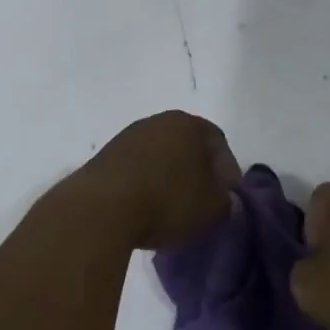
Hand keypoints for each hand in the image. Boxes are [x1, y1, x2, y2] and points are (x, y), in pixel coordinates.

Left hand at [73, 111, 240, 250]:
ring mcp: (129, 135)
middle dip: (198, 169)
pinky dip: (146, 182)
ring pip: (160, 154)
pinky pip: (137, 167)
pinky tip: (146, 206)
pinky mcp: (105, 155)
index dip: (227, 169)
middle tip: (203, 198)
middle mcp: (159, 121)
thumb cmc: (167, 201)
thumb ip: (226, 201)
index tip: (228, 195)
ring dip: (169, 176)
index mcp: (189, 124)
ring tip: (172, 206)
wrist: (101, 208)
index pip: (218, 141)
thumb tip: (222, 198)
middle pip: (187, 144)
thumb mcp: (212, 208)